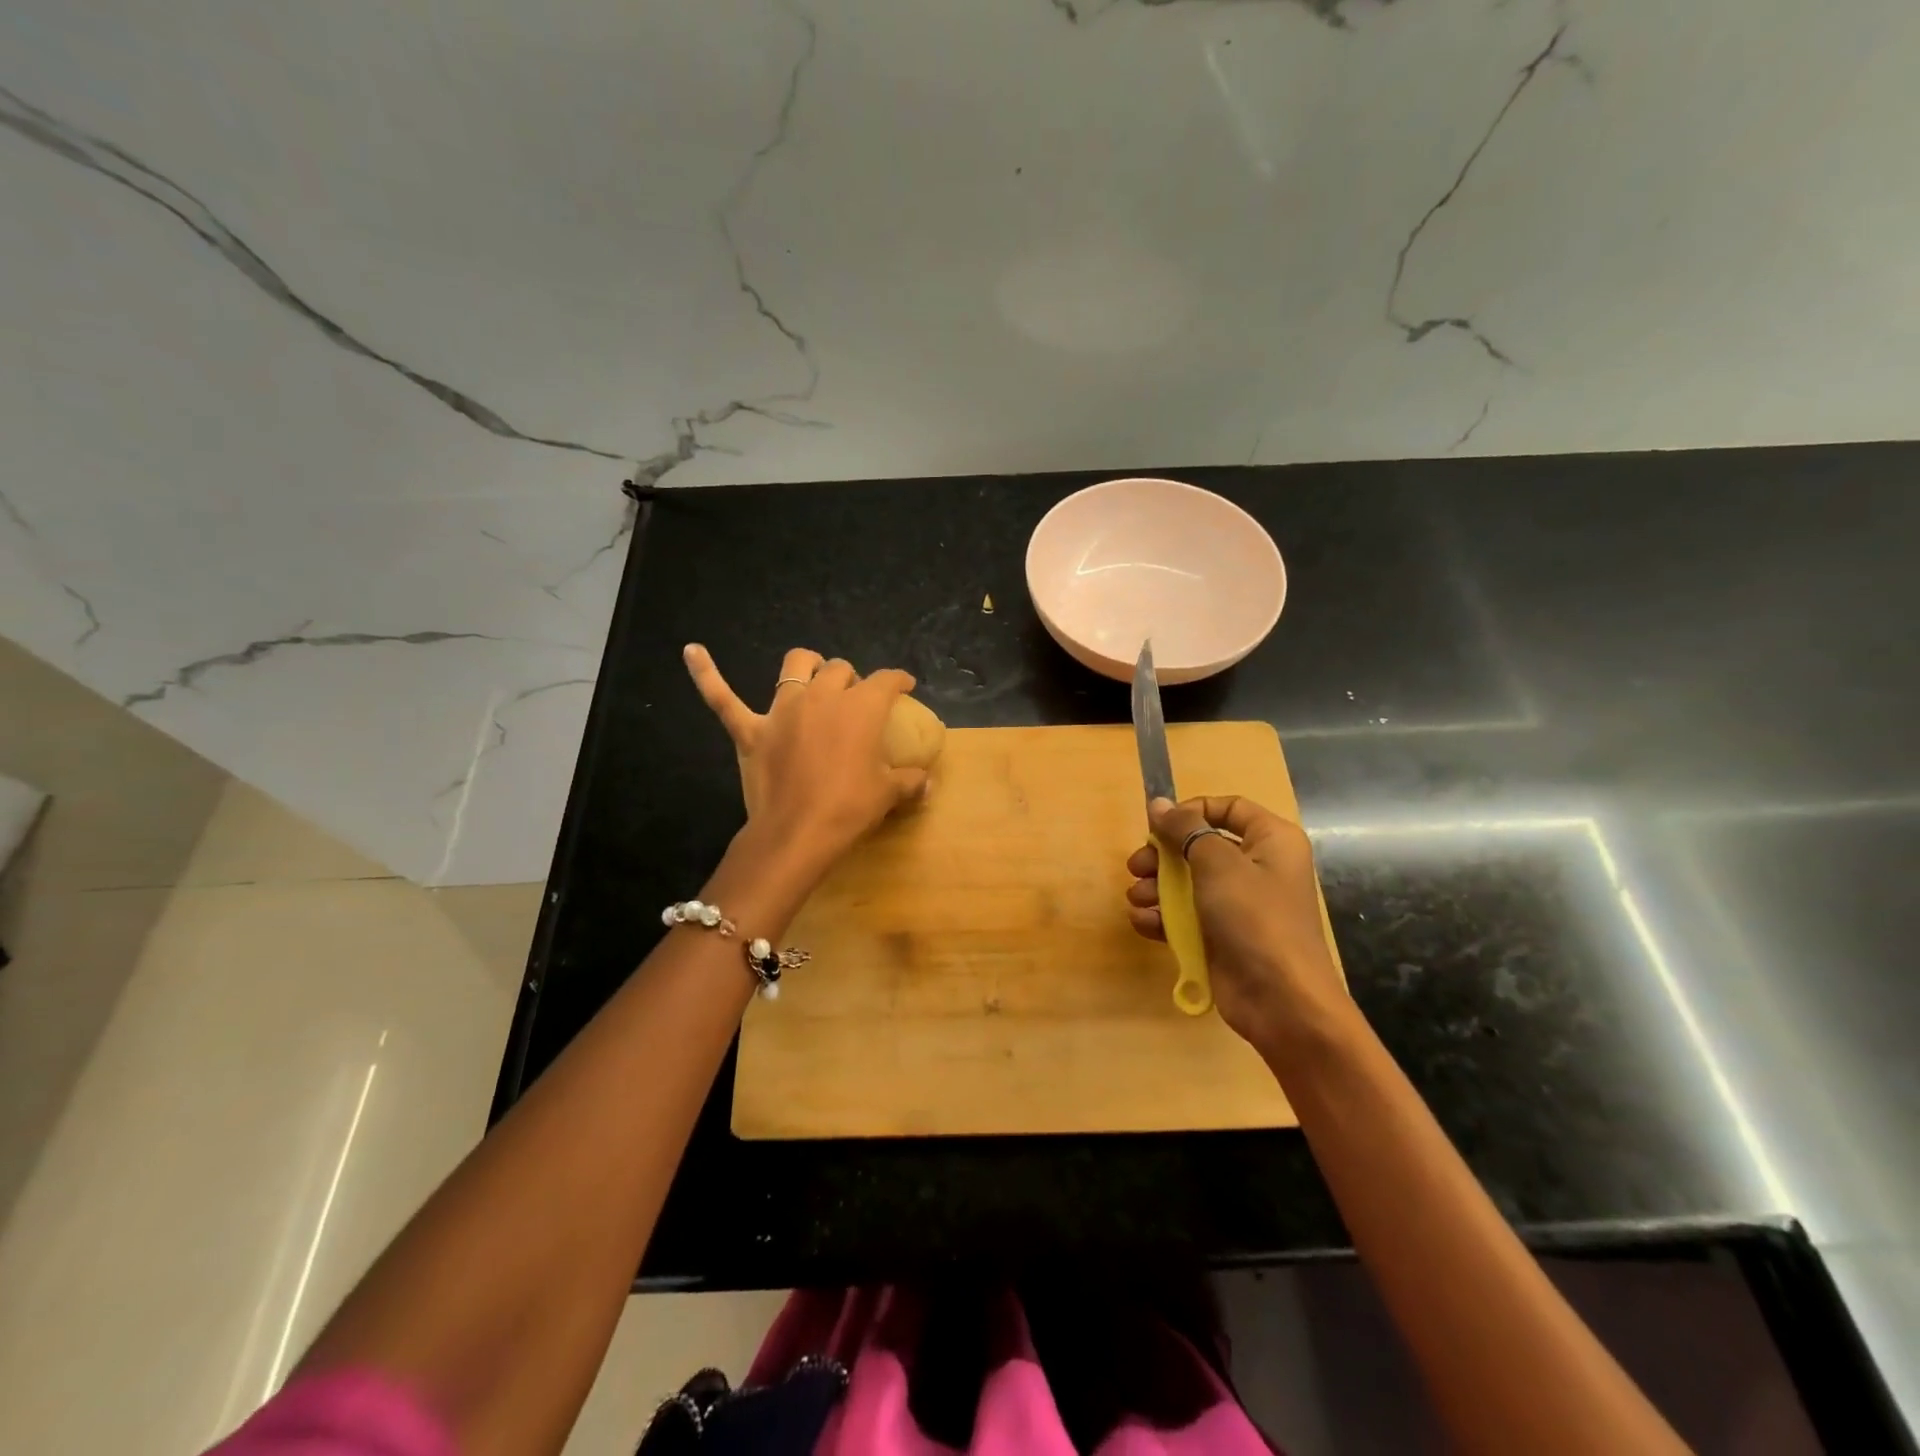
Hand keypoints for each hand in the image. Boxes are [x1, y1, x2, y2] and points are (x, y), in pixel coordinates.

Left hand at [684, 644, 927, 874]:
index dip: (898, 680)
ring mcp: (782, 712)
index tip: (905, 685)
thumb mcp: (887, 794)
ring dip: (807, 665)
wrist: (797, 834)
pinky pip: (722, 697)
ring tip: (813, 673)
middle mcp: (821, 698)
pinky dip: (706, 673)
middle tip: (856, 698)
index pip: (885, 681)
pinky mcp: (750, 731)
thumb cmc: (849, 809)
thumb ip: (909, 782)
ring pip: (793, 667)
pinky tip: (692, 650)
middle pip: (839, 670)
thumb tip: (927, 782)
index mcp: (860, 708)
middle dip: (851, 678)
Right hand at [1125, 795, 1348, 1049]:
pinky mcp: (1222, 936)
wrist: (1281, 1001)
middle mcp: (1258, 868)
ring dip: (1157, 888)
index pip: (1230, 809)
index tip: (1161, 825)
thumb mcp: (1218, 864)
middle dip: (1164, 856)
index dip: (1193, 811)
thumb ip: (1185, 830)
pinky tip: (1143, 922)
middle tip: (1136, 866)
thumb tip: (1159, 803)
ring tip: (1137, 898)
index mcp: (1271, 841)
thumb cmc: (1255, 918)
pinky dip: (1163, 918)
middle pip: (1201, 847)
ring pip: (1188, 883)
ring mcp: (1239, 905)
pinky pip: (1187, 917)